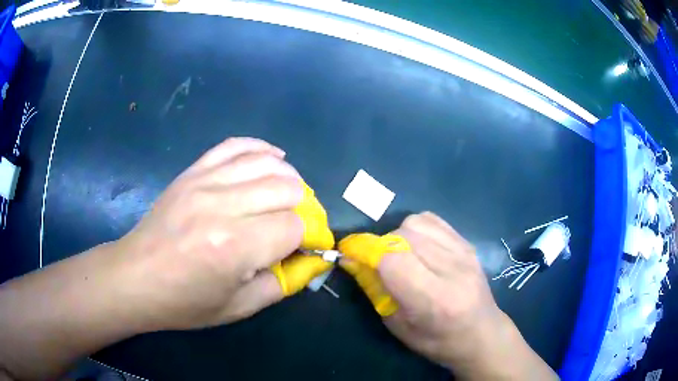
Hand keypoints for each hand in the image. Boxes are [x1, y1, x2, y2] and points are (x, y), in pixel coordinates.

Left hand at [115, 137, 304, 329]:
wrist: (135, 278)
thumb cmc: (184, 302)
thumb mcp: (238, 307)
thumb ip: (282, 283)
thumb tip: (313, 259)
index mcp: (235, 247)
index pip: (295, 227)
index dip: (309, 237)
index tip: (307, 247)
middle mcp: (223, 206)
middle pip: (287, 189)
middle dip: (302, 208)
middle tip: (295, 226)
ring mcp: (205, 182)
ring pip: (267, 163)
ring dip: (289, 179)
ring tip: (289, 196)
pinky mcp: (192, 172)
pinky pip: (234, 146)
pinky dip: (260, 149)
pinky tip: (273, 158)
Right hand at [339, 212, 557, 379]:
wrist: (482, 334)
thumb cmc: (437, 341)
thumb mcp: (398, 326)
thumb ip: (376, 290)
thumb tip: (353, 260)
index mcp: (433, 299)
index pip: (392, 259)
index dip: (364, 250)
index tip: (348, 251)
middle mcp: (451, 270)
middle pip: (403, 236)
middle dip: (379, 245)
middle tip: (375, 261)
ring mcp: (463, 253)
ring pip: (416, 223)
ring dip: (397, 235)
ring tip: (398, 254)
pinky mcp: (467, 244)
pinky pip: (433, 220)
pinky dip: (416, 228)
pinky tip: (416, 245)